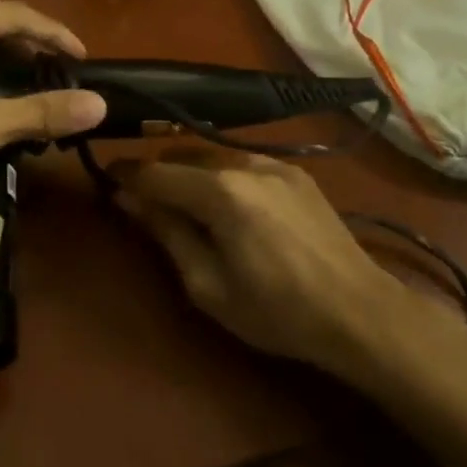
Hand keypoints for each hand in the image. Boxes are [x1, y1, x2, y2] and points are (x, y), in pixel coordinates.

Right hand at [114, 151, 398, 373]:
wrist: (361, 312)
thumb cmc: (277, 311)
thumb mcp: (208, 286)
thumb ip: (167, 233)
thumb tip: (130, 199)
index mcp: (219, 191)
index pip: (155, 172)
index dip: (125, 175)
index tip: (105, 180)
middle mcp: (244, 163)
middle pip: (182, 154)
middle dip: (157, 172)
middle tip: (143, 200)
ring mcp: (274, 162)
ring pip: (212, 154)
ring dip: (190, 172)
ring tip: (185, 203)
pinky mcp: (295, 171)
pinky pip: (243, 162)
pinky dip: (222, 175)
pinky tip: (229, 204)